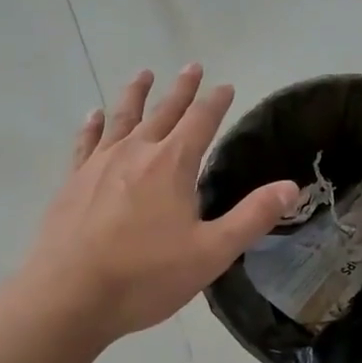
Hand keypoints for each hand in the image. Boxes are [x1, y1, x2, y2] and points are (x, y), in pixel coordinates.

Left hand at [22, 66, 298, 342]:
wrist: (70, 296)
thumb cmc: (146, 276)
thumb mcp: (212, 252)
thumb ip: (252, 217)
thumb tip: (291, 186)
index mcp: (172, 165)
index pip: (201, 122)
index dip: (216, 102)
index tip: (226, 85)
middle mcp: (136, 153)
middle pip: (164, 112)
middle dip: (181, 89)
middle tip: (192, 66)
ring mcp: (99, 165)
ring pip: (122, 118)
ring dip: (136, 94)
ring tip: (144, 74)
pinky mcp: (73, 182)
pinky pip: (86, 143)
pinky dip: (93, 125)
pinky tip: (94, 116)